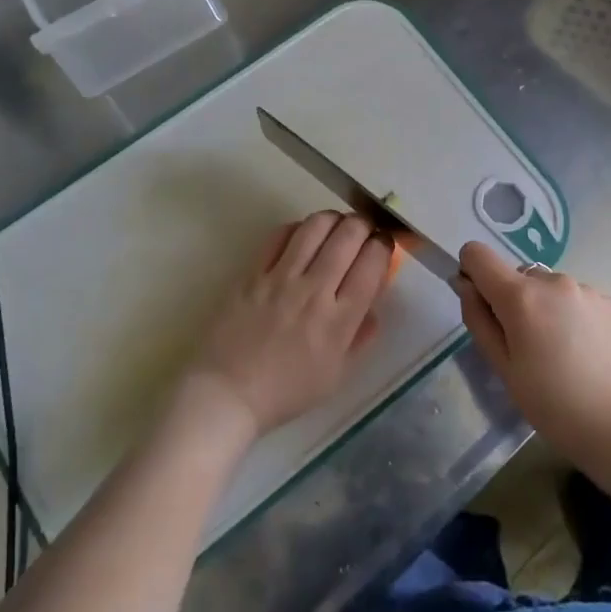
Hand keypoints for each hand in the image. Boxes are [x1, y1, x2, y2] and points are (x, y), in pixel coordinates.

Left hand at [186, 212, 391, 437]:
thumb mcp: (335, 375)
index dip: (383, 245)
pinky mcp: (253, 272)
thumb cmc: (285, 391)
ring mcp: (281, 278)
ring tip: (335, 225)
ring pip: (315, 227)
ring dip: (333, 219)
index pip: (371, 264)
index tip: (382, 245)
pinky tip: (302, 236)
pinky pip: (279, 235)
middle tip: (363, 230)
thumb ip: (359, 337)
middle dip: (363, 225)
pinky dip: (297, 228)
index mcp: (339, 320)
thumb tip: (374, 305)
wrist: (227, 393)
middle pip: (348, 236)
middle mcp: (314, 291)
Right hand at [457, 241, 610, 464]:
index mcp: (521, 296)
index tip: (482, 308)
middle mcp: (554, 281)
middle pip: (517, 276)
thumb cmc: (557, 408)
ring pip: (550, 289)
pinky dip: (573, 318)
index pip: (478, 254)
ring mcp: (588, 290)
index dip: (471, 274)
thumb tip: (465, 286)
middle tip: (527, 350)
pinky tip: (589, 357)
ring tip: (563, 357)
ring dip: (545, 310)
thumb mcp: (505, 371)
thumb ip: (479, 321)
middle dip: (512, 302)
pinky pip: (578, 300)